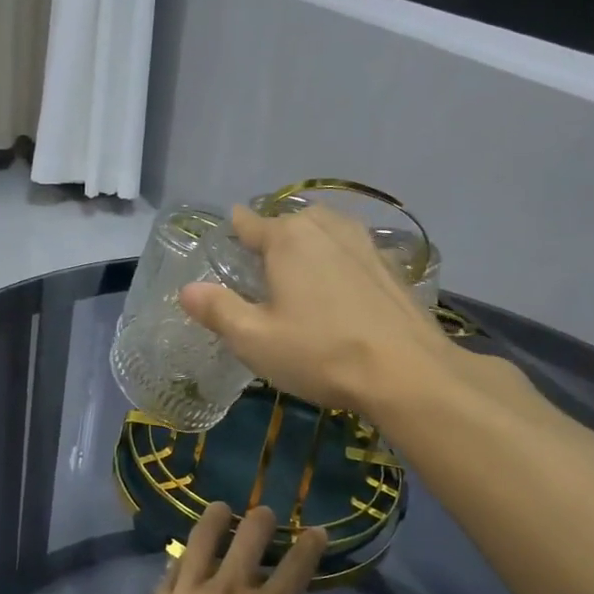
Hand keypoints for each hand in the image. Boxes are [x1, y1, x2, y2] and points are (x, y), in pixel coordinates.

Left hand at [119, 502, 348, 593]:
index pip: (297, 564)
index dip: (311, 544)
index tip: (316, 533)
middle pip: (247, 538)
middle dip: (263, 521)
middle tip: (266, 515)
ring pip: (201, 542)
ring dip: (216, 521)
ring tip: (221, 509)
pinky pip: (169, 573)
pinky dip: (182, 560)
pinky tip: (185, 556)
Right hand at [180, 204, 448, 415]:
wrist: (406, 372)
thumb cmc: (320, 353)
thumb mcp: (254, 339)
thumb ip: (218, 310)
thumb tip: (186, 290)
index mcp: (287, 239)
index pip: (250, 223)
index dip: (235, 228)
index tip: (228, 232)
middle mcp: (326, 229)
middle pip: (291, 221)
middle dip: (274, 235)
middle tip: (262, 264)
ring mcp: (364, 244)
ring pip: (326, 231)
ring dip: (310, 242)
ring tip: (300, 268)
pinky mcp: (390, 267)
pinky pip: (353, 251)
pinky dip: (339, 260)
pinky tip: (340, 286)